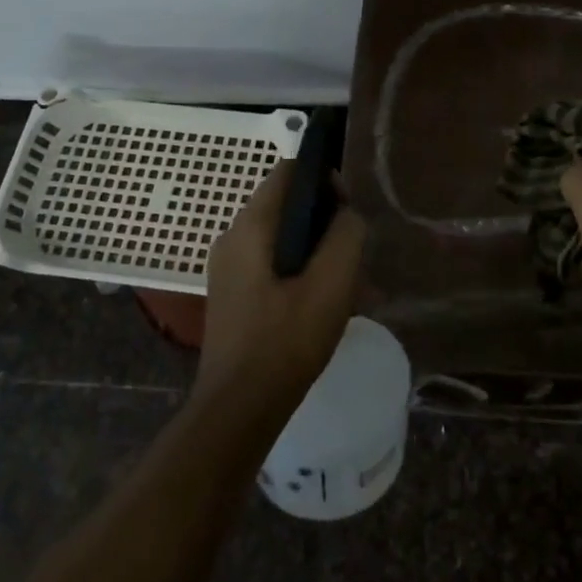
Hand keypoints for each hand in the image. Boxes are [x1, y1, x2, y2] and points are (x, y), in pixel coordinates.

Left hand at [198, 161, 367, 412]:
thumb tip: (347, 214)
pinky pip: (271, 265)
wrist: (238, 409)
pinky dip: (299, 272)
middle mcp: (232, 238)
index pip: (288, 172)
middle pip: (285, 205)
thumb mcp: (331, 284)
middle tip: (353, 254)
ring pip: (281, 239)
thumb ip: (346, 236)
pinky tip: (323, 306)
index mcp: (250, 227)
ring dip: (316, 251)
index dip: (323, 180)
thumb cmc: (286, 341)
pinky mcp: (233, 295)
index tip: (349, 212)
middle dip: (324, 221)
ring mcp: (228, 269)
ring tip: (346, 285)